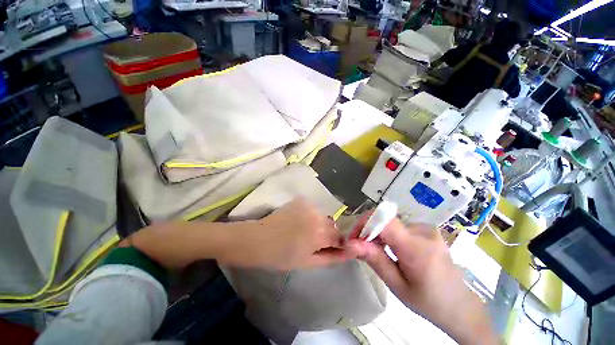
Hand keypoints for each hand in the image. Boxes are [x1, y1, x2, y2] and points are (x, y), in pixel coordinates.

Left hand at [218, 198, 355, 269]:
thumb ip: (331, 257)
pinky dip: (310, 215)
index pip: (340, 237)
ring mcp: (309, 206)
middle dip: (328, 233)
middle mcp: (318, 216)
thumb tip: (349, 254)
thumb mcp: (308, 262)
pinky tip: (298, 221)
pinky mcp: (300, 200)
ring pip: (322, 216)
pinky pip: (312, 209)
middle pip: (332, 225)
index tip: (330, 248)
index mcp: (320, 234)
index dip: (337, 244)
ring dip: (319, 223)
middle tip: (314, 241)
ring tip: (304, 230)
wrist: (258, 239)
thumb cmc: (282, 256)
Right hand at [344, 218, 496, 344]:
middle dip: (368, 231)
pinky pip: (400, 226)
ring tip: (376, 251)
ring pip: (391, 223)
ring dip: (378, 234)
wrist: (461, 306)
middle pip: (385, 221)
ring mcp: (427, 229)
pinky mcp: (427, 230)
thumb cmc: (429, 302)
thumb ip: (375, 261)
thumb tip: (351, 243)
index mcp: (417, 248)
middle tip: (360, 248)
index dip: (365, 223)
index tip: (354, 237)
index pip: (385, 220)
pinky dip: (389, 235)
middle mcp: (423, 232)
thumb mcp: (398, 287)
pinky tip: (391, 249)